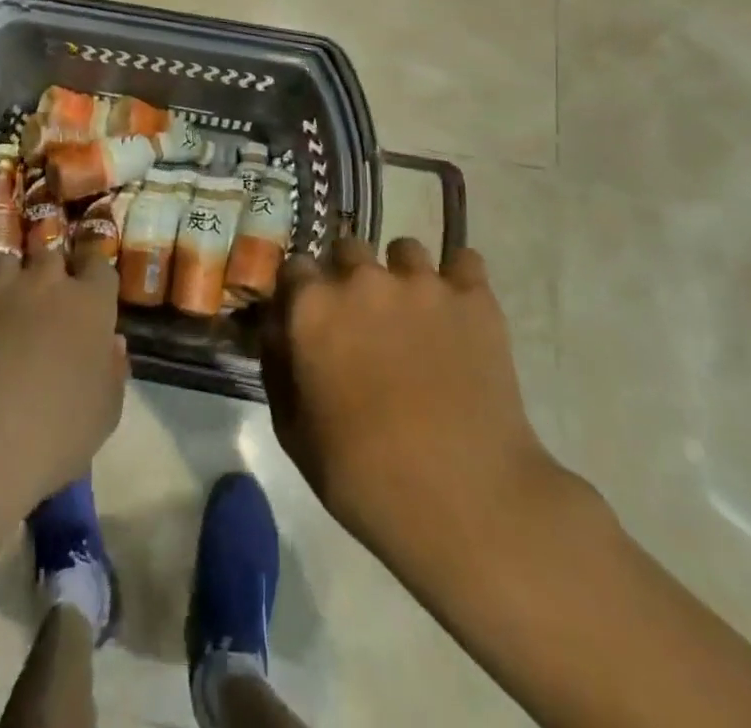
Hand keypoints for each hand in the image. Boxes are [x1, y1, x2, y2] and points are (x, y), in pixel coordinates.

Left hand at [0, 243, 128, 515]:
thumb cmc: (56, 434)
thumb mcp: (104, 414)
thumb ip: (112, 371)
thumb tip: (113, 343)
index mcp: (90, 305)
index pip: (99, 266)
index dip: (93, 272)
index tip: (88, 286)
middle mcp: (46, 281)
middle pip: (51, 254)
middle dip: (48, 269)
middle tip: (41, 295)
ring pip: (3, 259)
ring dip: (4, 277)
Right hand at [260, 230, 567, 574]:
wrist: (465, 501)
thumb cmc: (363, 476)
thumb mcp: (292, 432)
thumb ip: (277, 366)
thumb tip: (277, 329)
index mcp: (312, 307)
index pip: (295, 267)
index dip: (302, 291)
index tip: (311, 316)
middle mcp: (361, 278)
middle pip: (348, 249)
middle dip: (350, 276)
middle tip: (363, 319)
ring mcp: (420, 283)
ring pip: (404, 250)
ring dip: (402, 274)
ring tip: (414, 313)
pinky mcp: (473, 297)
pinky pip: (465, 260)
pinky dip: (459, 279)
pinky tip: (458, 307)